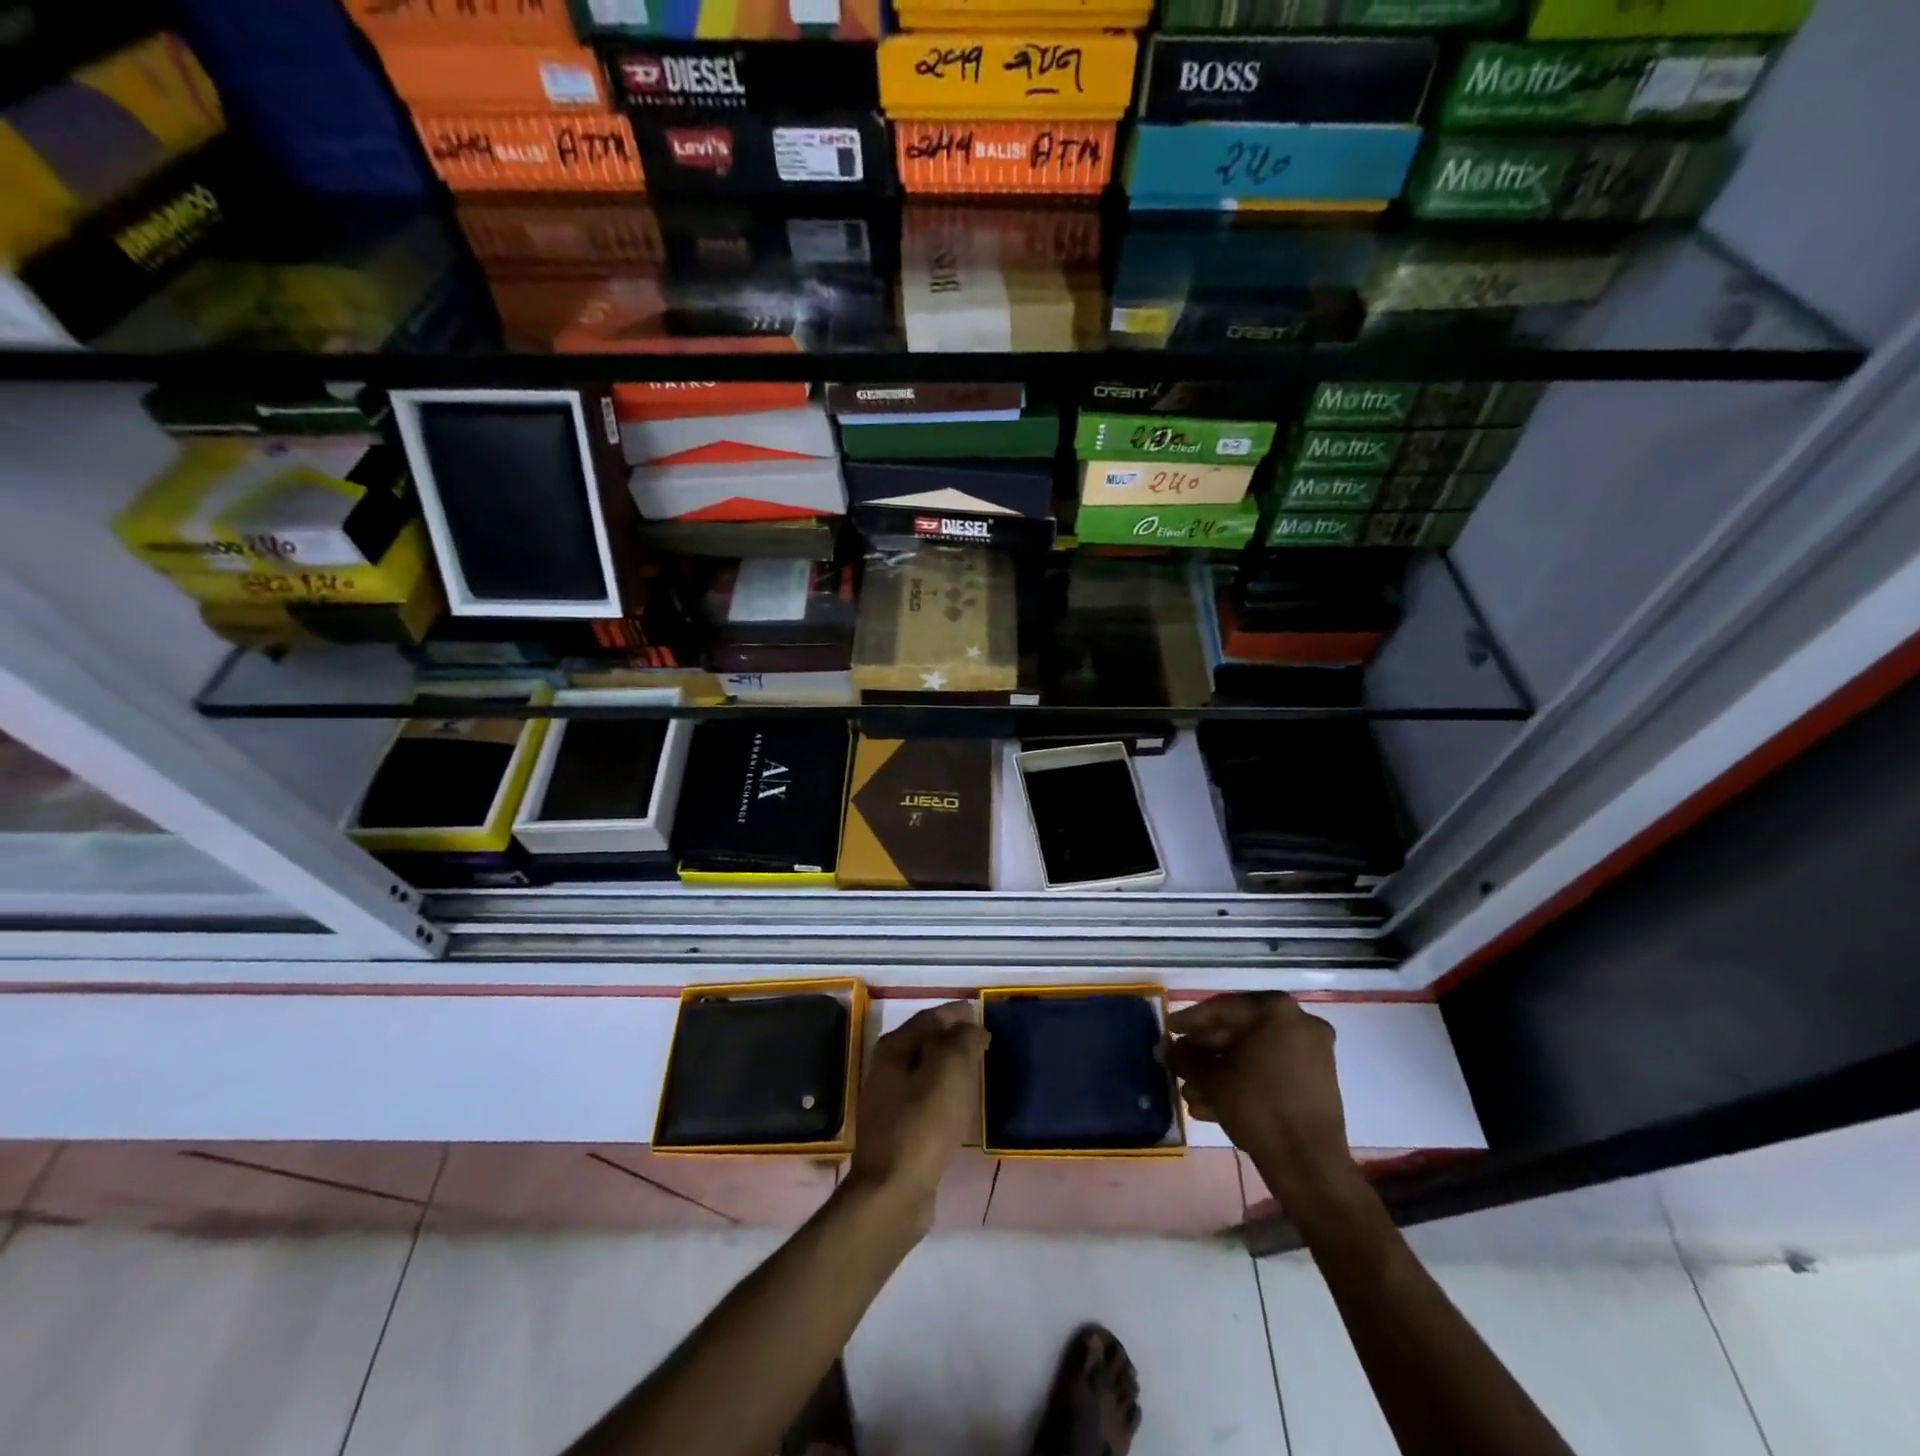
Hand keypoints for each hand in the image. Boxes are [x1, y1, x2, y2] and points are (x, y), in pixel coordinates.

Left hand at [845, 1002, 988, 1226]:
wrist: (894, 1190)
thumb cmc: (923, 1123)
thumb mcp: (950, 1070)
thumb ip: (963, 1040)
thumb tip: (972, 1027)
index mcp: (895, 1047)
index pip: (930, 1017)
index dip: (956, 1013)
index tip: (980, 1014)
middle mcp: (886, 1068)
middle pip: (925, 1042)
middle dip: (953, 1038)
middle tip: (982, 1041)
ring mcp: (889, 1100)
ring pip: (925, 1070)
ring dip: (949, 1066)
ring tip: (976, 1069)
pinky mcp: (898, 1129)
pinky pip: (926, 1098)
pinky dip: (944, 1092)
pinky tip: (959, 1103)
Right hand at [1167, 993, 1354, 1208]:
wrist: (1309, 1164)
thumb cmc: (1257, 1106)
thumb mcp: (1211, 1079)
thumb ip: (1185, 1057)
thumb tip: (1169, 1049)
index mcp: (1275, 1010)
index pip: (1221, 1009)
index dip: (1189, 1021)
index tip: (1168, 1030)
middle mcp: (1298, 1022)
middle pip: (1239, 1032)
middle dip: (1204, 1052)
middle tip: (1178, 1063)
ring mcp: (1311, 1053)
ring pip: (1253, 1055)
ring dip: (1220, 1071)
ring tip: (1190, 1092)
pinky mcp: (1315, 1082)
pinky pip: (1270, 1072)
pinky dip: (1243, 1083)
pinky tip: (1211, 1105)